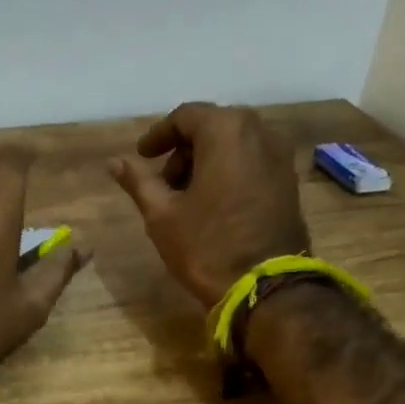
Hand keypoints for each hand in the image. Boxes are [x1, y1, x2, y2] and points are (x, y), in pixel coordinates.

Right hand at [109, 103, 309, 306]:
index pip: (186, 116)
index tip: (142, 156)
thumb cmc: (207, 246)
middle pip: (213, 126)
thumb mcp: (162, 214)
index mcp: (226, 131)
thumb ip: (139, 181)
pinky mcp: (289, 181)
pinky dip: (229, 171)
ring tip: (186, 196)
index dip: (159, 135)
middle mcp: (260, 132)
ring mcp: (280, 157)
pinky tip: (213, 203)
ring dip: (206, 161)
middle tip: (163, 181)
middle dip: (184, 149)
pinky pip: (252, 161)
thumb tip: (115, 162)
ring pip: (235, 144)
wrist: (266, 287)